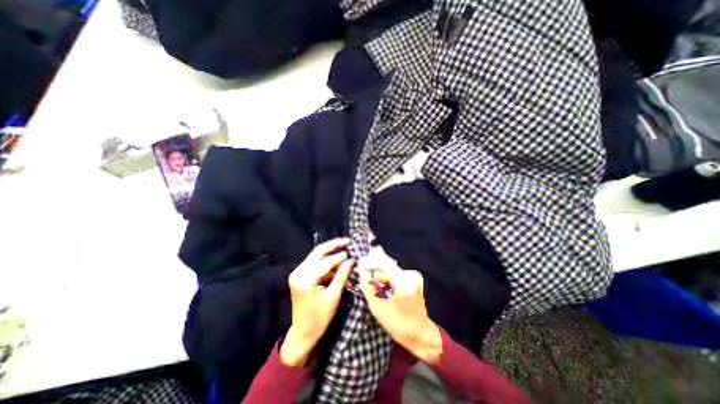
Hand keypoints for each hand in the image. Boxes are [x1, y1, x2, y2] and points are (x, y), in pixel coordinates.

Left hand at [280, 238, 352, 367]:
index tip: (352, 253)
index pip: (326, 262)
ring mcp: (297, 273)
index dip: (340, 257)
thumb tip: (351, 260)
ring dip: (331, 254)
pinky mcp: (300, 275)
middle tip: (347, 241)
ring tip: (345, 253)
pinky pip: (315, 263)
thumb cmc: (319, 318)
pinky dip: (326, 263)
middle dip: (334, 245)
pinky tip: (337, 265)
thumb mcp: (333, 296)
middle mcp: (298, 272)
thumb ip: (342, 275)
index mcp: (305, 279)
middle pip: (318, 251)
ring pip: (317, 256)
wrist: (303, 333)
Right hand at [358, 270, 441, 364]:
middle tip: (370, 290)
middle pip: (387, 271)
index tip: (363, 283)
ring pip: (392, 275)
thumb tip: (362, 275)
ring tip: (377, 294)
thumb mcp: (378, 308)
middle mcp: (410, 274)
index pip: (381, 270)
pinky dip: (390, 284)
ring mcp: (414, 278)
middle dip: (377, 279)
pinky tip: (386, 294)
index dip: (371, 275)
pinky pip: (398, 278)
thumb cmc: (400, 323)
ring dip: (383, 282)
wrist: (422, 337)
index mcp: (403, 279)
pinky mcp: (415, 283)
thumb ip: (367, 289)